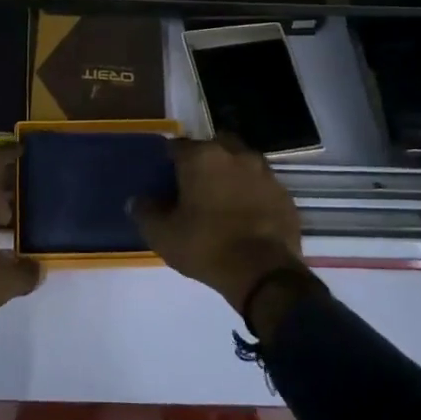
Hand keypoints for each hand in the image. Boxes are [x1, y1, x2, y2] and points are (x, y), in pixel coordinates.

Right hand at [130, 138, 306, 317]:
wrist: (265, 274)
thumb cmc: (207, 247)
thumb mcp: (163, 235)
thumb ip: (145, 212)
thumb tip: (136, 201)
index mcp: (201, 156)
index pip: (177, 146)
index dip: (169, 161)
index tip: (165, 179)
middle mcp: (234, 154)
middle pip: (213, 146)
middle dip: (204, 160)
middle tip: (195, 186)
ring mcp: (263, 171)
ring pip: (241, 162)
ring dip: (231, 173)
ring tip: (223, 200)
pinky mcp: (284, 193)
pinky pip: (261, 185)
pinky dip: (252, 193)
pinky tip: (247, 215)